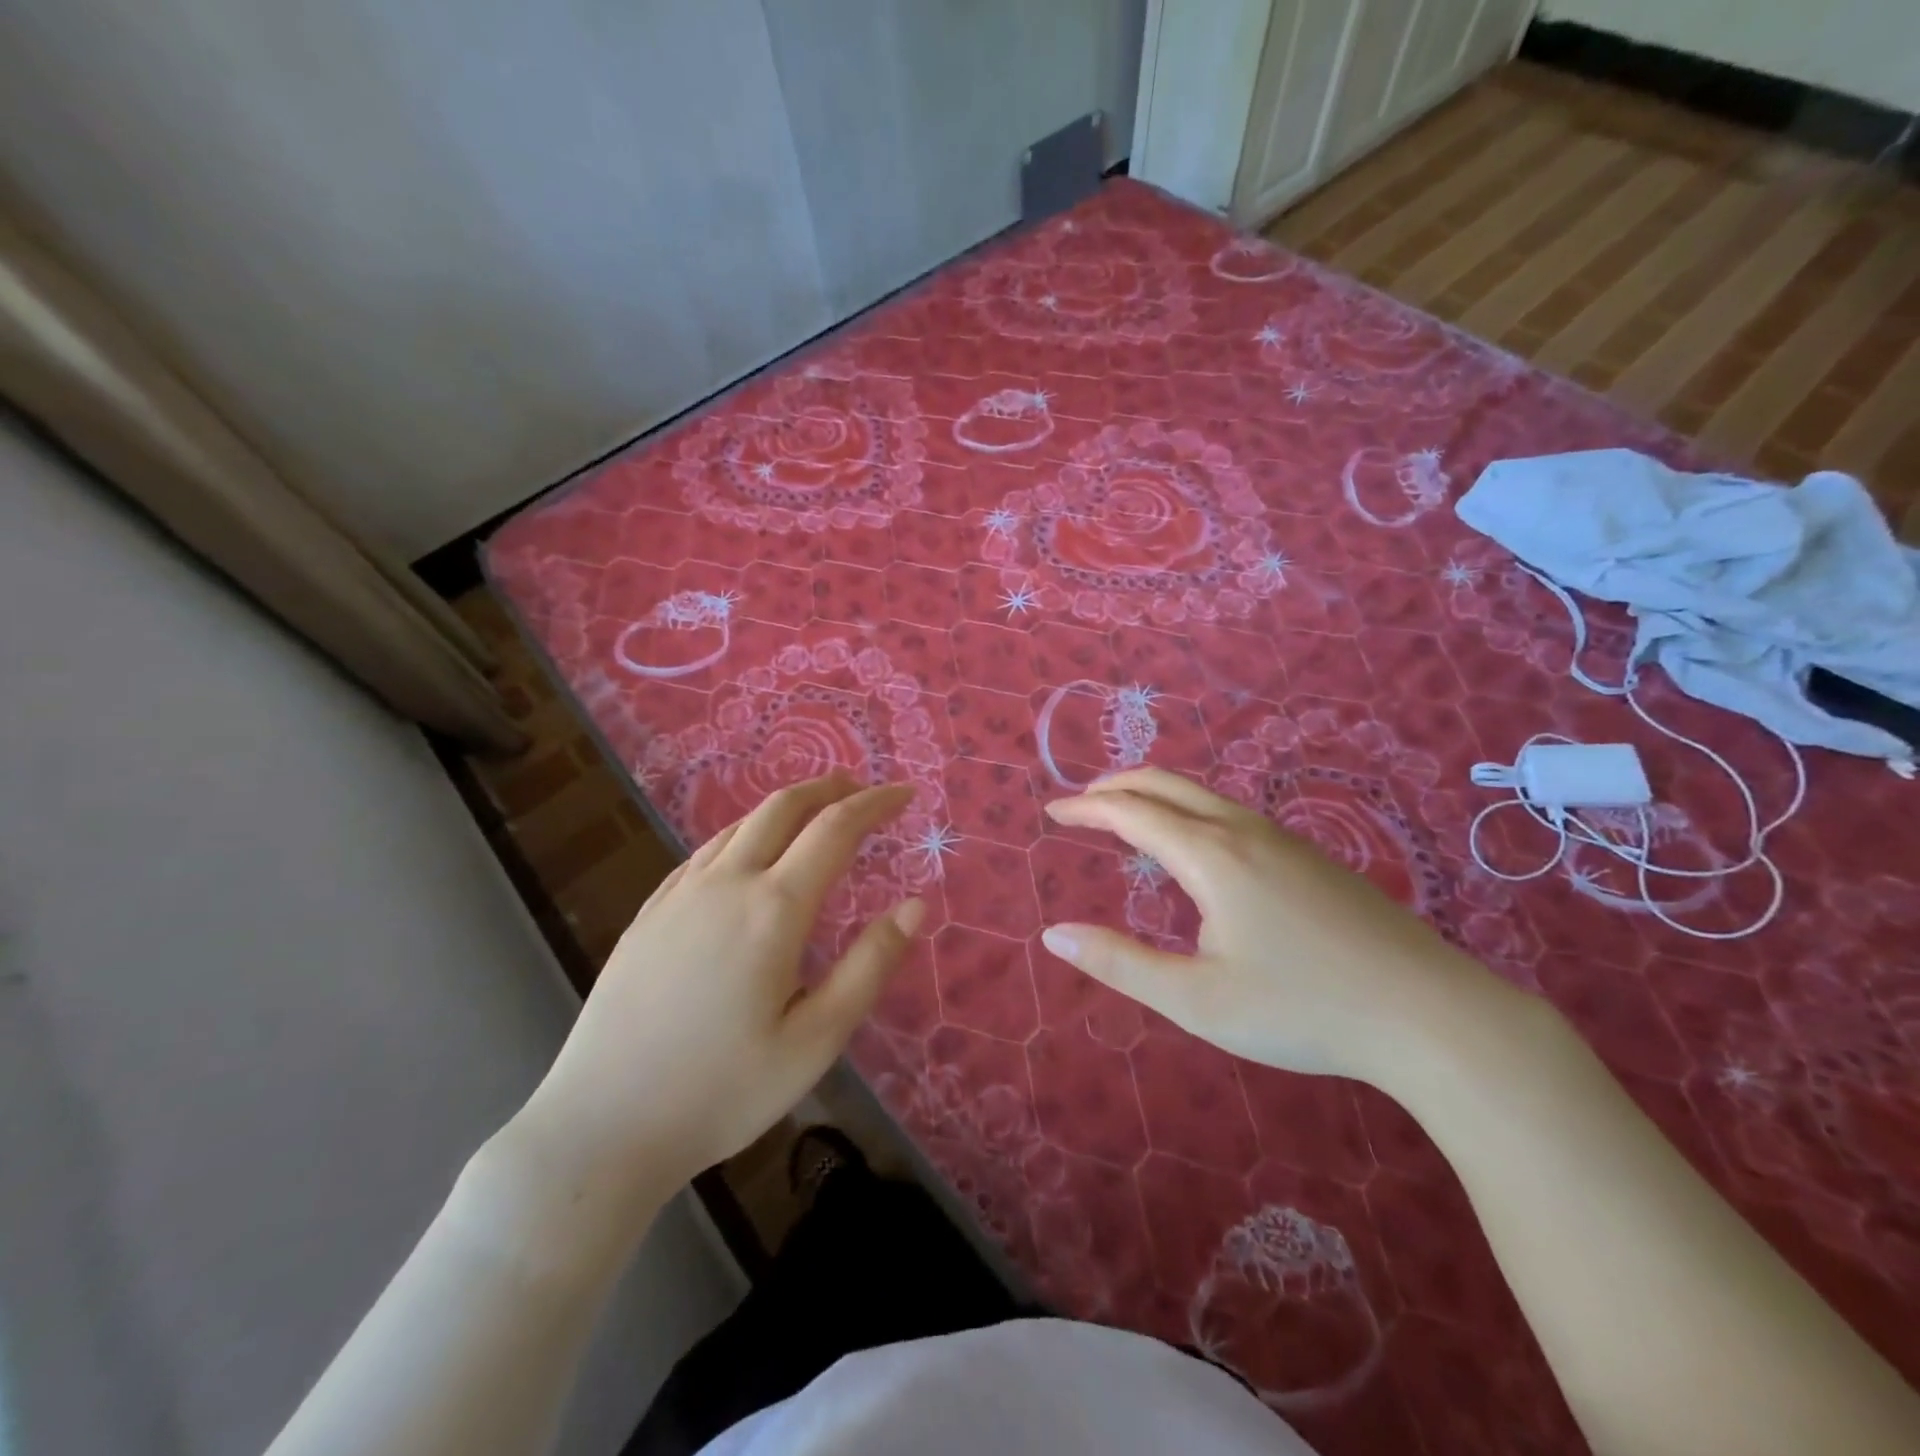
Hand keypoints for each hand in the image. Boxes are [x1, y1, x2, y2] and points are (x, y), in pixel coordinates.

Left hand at [513, 772, 922, 1200]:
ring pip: (739, 825)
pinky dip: (742, 835)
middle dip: (828, 788)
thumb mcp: (816, 1040)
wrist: (601, 1126)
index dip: (875, 804)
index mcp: (773, 908)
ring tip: (813, 814)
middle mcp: (725, 883)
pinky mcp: (648, 915)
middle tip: (861, 789)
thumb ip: (870, 966)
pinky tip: (745, 856)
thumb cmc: (722, 1090)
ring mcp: (679, 895)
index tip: (905, 794)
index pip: (835, 829)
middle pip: (782, 808)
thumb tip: (916, 905)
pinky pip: (705, 853)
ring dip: (785, 807)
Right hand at [1041, 768, 1508, 1086]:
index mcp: (1211, 856)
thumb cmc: (1303, 1009)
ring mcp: (1284, 839)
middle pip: (1166, 784)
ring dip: (1155, 795)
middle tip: (1081, 803)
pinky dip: (1189, 811)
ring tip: (1128, 818)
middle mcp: (1243, 831)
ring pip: (1203, 795)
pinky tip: (1196, 848)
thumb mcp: (1197, 1000)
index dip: (1086, 808)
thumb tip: (1054, 934)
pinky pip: (1231, 814)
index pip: (1131, 813)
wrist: (1432, 1015)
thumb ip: (1120, 964)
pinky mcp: (1312, 856)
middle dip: (1116, 786)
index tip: (1052, 811)